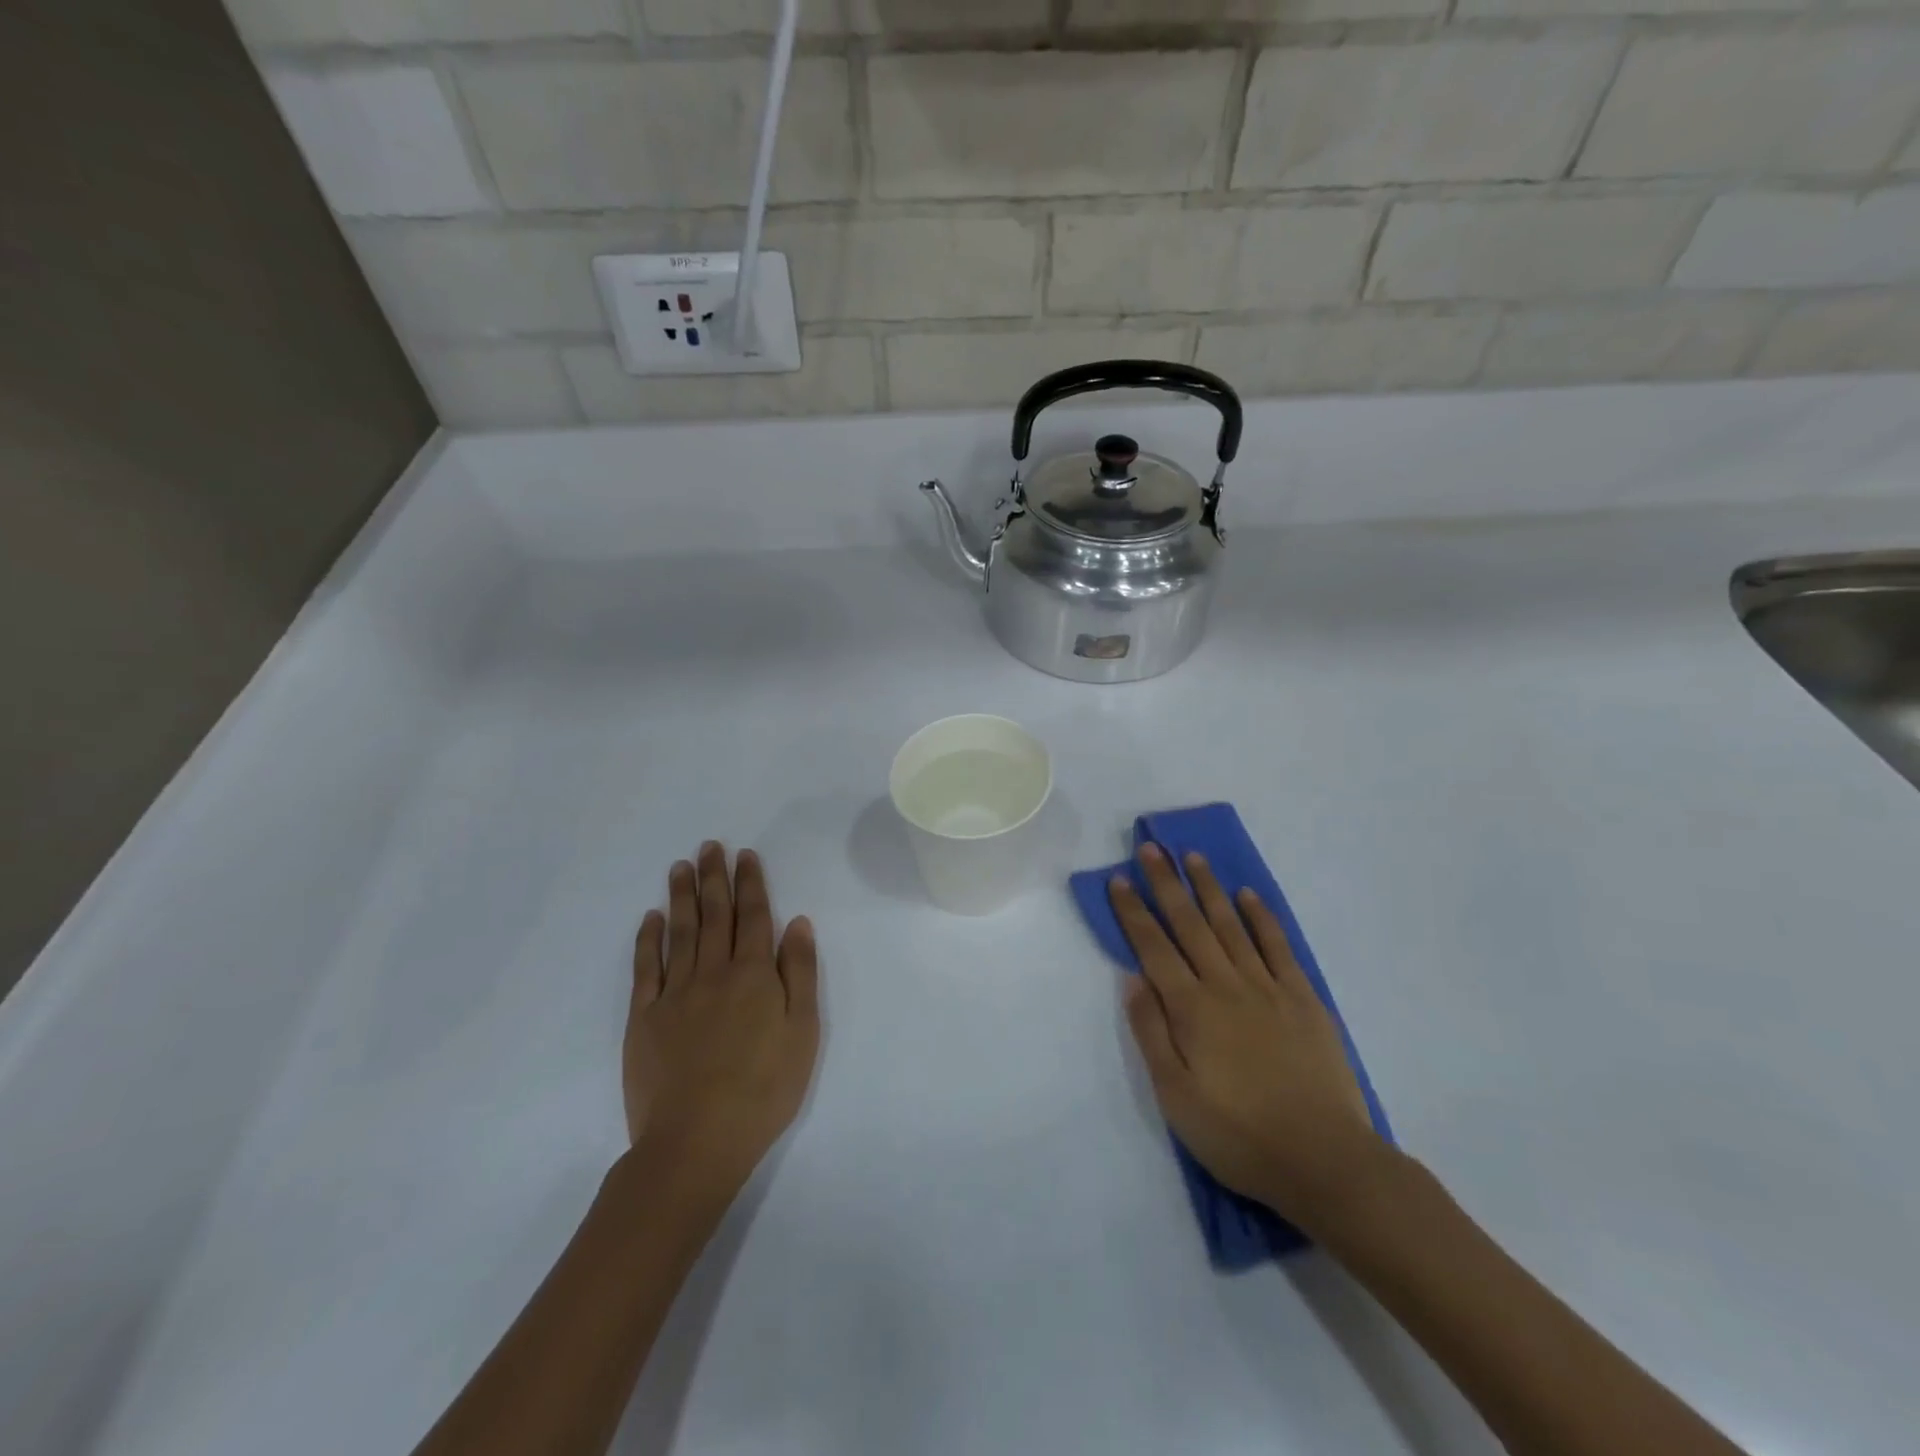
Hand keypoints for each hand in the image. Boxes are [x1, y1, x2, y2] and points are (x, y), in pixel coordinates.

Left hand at [625, 844, 819, 1202]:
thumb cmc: (763, 1089)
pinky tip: (651, 918)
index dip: (751, 883)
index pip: (754, 917)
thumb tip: (797, 922)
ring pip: (680, 932)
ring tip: (680, 867)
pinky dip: (648, 939)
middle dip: (714, 878)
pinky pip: (646, 968)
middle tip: (710, 846)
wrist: (697, 1141)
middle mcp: (713, 973)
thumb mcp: (803, 1032)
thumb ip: (799, 973)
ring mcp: (674, 994)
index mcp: (754, 975)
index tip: (745, 855)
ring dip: (682, 896)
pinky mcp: (644, 1018)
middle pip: (715, 915)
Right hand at [1110, 844, 1384, 1232]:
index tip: (1119, 880)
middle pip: (1189, 924)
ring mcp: (1267, 988)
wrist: (1325, 1160)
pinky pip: (1277, 946)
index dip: (1133, 912)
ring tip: (1193, 857)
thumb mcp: (1176, 1097)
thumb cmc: (1238, 1135)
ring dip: (1209, 889)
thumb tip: (1132, 979)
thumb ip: (1151, 1033)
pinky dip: (1261, 917)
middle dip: (1166, 884)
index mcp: (1191, 1009)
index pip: (1153, 948)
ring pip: (1230, 925)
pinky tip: (1247, 896)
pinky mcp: (1302, 999)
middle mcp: (1225, 985)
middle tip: (1151, 848)